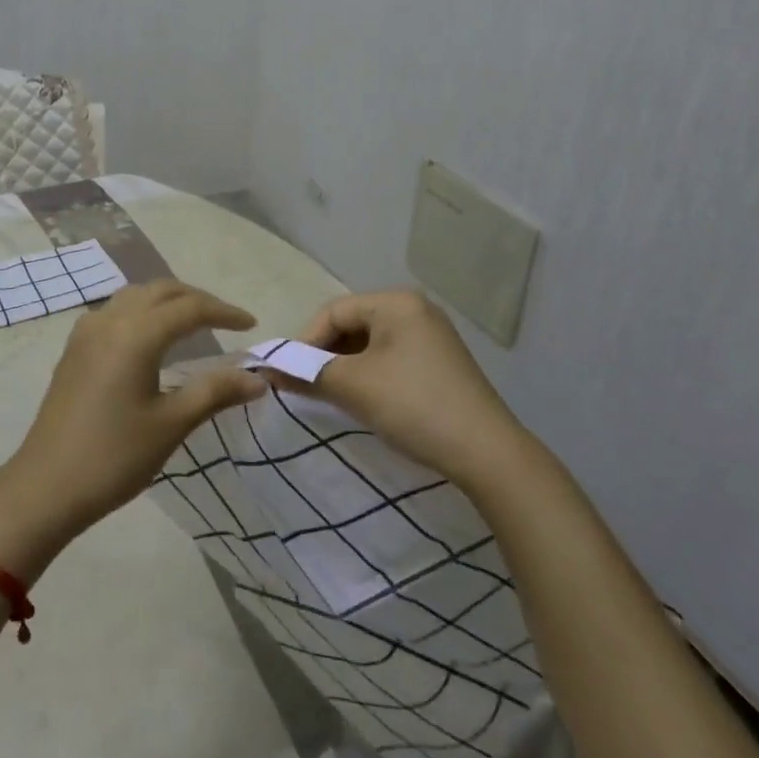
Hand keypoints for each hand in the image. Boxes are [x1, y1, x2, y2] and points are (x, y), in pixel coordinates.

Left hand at [0, 280, 264, 575]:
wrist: (45, 487)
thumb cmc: (114, 457)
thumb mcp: (171, 424)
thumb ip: (215, 392)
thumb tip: (257, 379)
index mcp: (136, 334)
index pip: (190, 308)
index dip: (224, 312)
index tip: (251, 324)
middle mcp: (110, 319)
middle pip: (162, 291)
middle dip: (197, 299)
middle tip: (227, 320)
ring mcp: (87, 330)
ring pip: (136, 296)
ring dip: (168, 300)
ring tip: (194, 323)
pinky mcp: (75, 347)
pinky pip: (116, 310)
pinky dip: (143, 311)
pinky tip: (151, 337)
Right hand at [287, 290, 525, 484]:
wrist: (488, 455)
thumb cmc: (415, 405)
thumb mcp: (354, 386)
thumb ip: (308, 373)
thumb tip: (270, 369)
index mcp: (396, 302)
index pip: (334, 311)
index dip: (305, 341)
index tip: (286, 374)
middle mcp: (415, 310)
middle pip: (352, 325)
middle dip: (324, 355)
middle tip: (304, 386)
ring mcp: (431, 337)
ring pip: (369, 344)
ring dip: (344, 367)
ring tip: (329, 395)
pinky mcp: (439, 364)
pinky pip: (390, 358)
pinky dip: (368, 375)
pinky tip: (361, 400)